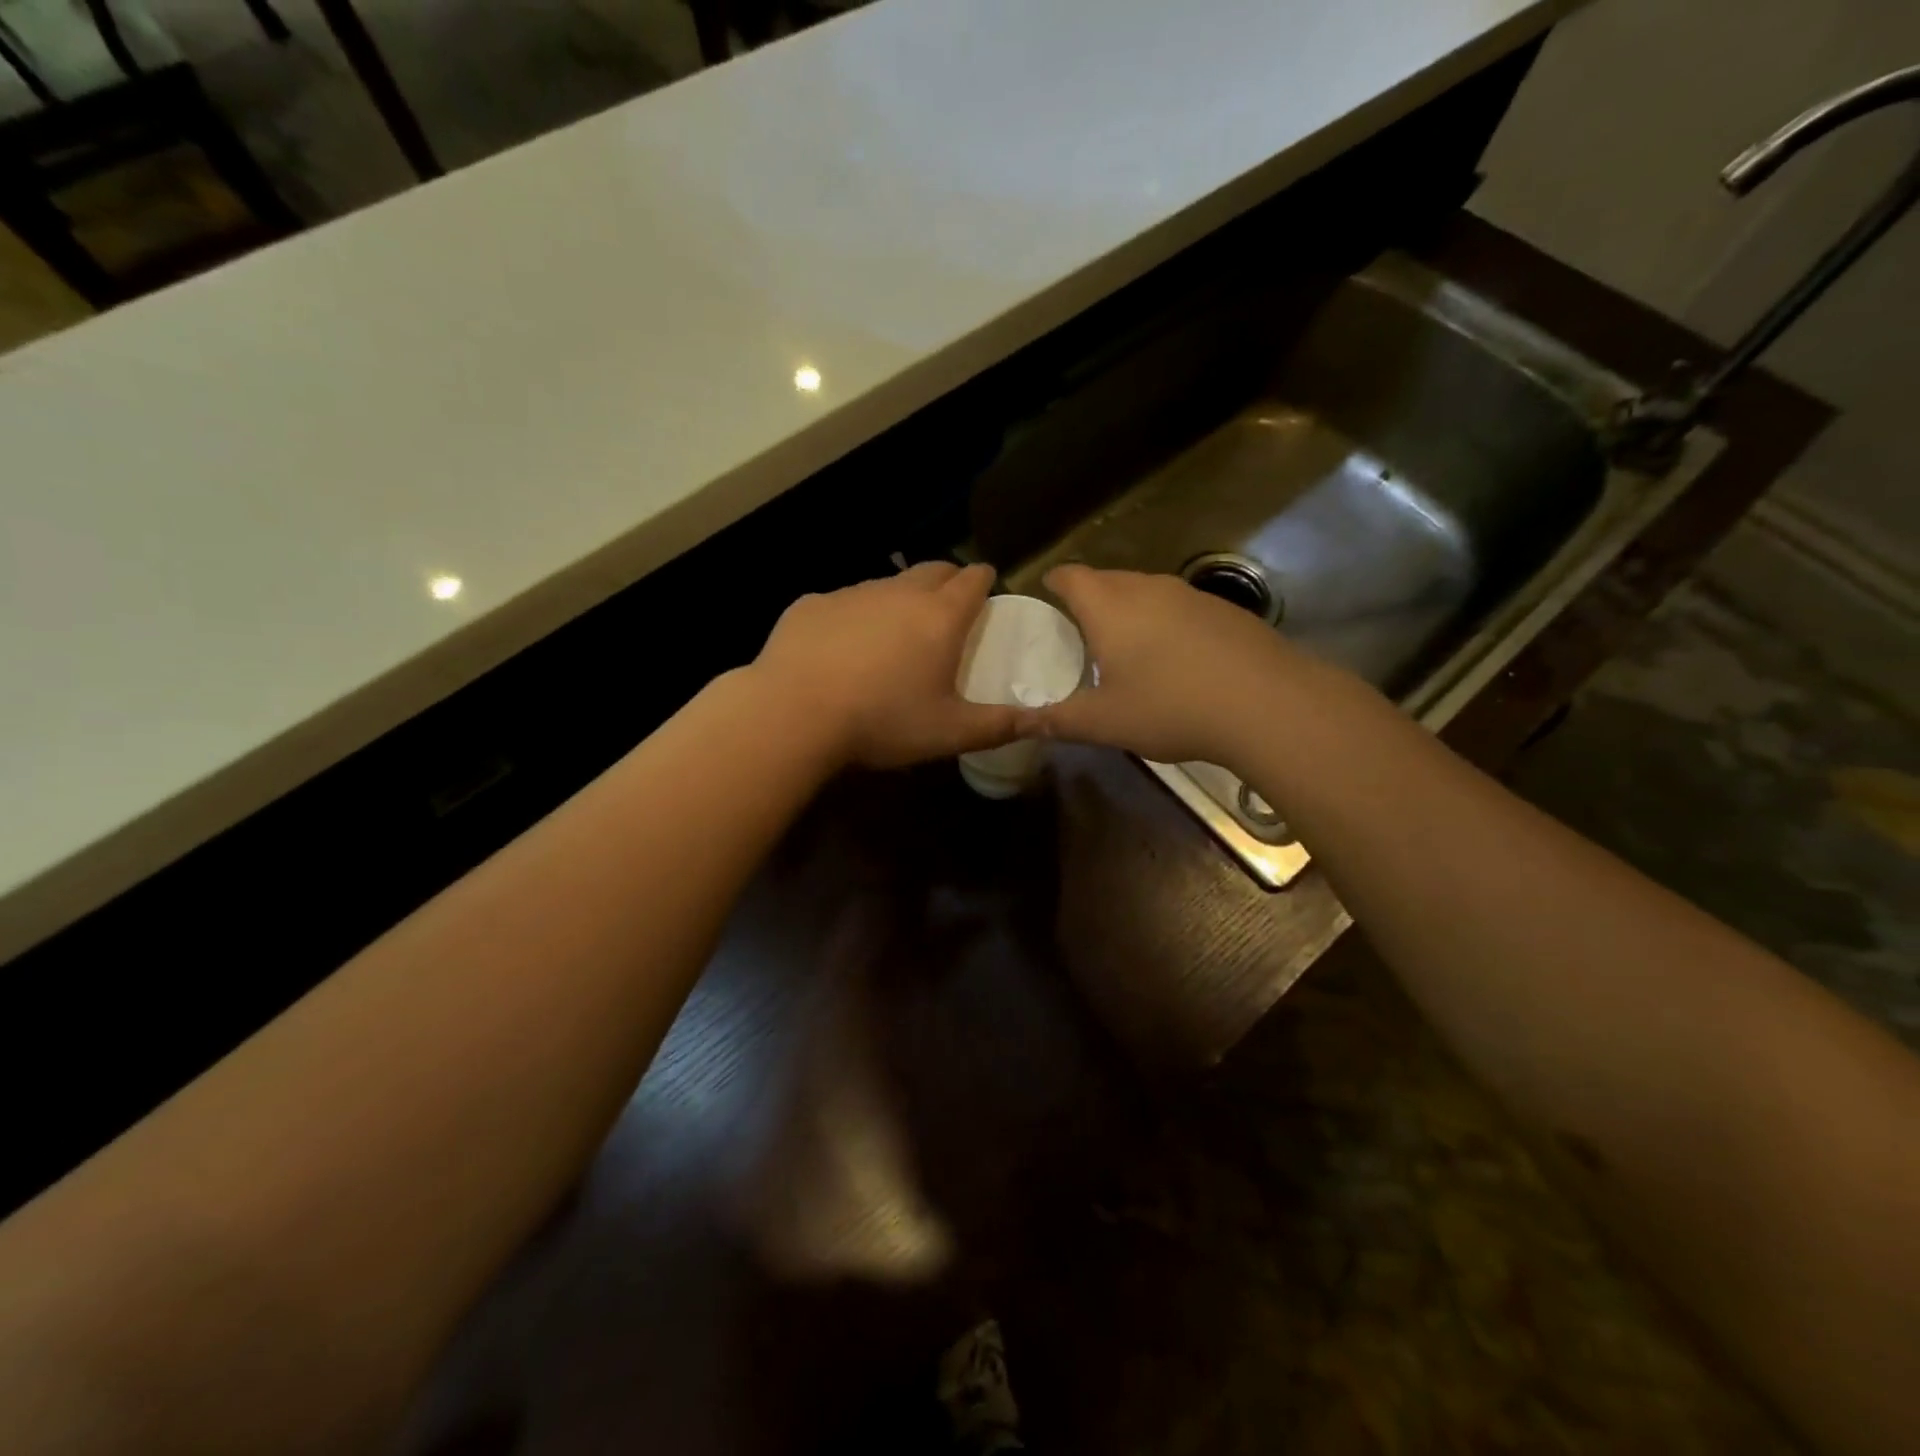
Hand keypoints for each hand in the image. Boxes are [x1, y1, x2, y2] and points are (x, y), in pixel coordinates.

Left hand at [752, 562, 1021, 769]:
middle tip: (949, 603)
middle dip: (948, 579)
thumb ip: (998, 726)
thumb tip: (1041, 721)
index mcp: (940, 617)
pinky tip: (844, 645)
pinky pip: (844, 602)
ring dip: (900, 598)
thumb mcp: (949, 733)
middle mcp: (899, 593)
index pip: (973, 580)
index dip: (984, 580)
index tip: (987, 586)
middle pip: (933, 570)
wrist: (793, 712)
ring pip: (887, 584)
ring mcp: (852, 594)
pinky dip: (855, 615)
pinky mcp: (812, 604)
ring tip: (896, 629)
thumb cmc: (882, 721)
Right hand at [1031, 565, 1299, 765]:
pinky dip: (1165, 621)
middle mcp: (1148, 588)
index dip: (1055, 582)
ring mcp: (1191, 595)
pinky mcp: (1225, 610)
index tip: (1046, 593)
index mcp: (1109, 607)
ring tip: (1125, 642)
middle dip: (1090, 596)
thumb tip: (1017, 724)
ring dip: (1130, 608)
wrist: (1267, 704)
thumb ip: (1057, 721)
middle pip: (1108, 579)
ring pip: (1146, 590)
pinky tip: (1175, 656)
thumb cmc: (1170, 708)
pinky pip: (1179, 606)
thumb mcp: (1104, 723)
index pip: (1071, 577)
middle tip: (1079, 627)